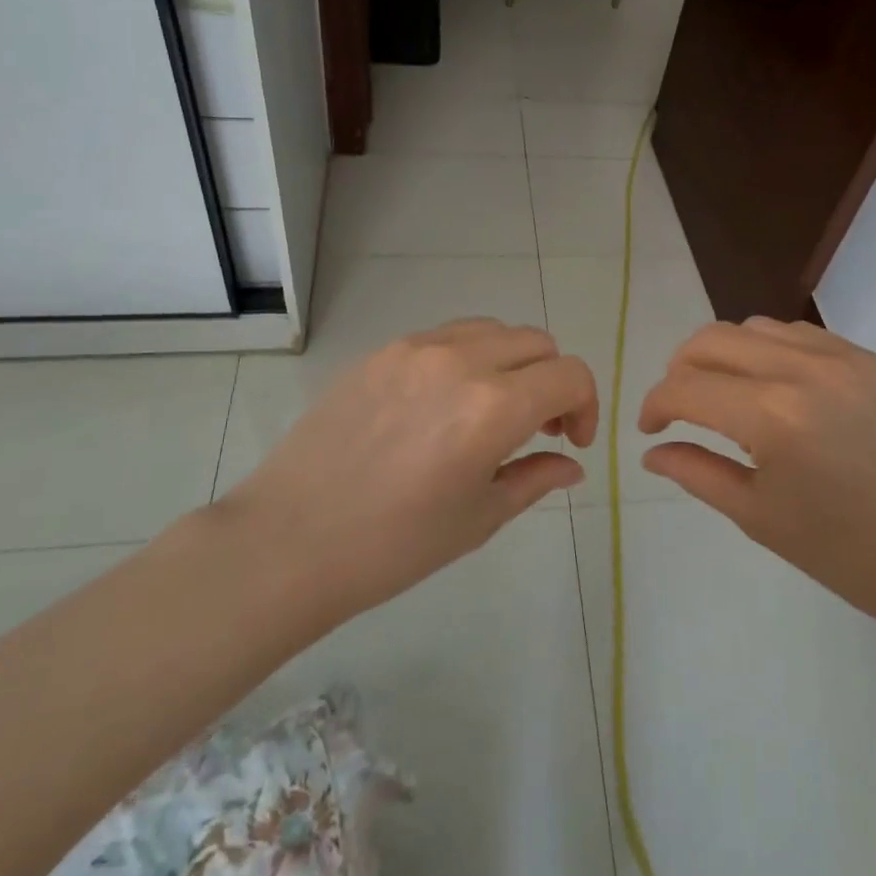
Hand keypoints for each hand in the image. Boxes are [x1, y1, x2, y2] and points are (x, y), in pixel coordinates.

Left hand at [222, 318, 597, 626]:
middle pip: (537, 343)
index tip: (572, 441)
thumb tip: (571, 463)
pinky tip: (446, 403)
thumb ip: (535, 478)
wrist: (288, 541)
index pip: (570, 375)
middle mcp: (461, 360)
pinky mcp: (383, 351)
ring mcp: (417, 348)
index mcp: (493, 406)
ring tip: (494, 408)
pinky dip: (470, 357)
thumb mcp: (478, 519)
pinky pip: (447, 336)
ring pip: (493, 330)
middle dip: (553, 381)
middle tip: (539, 427)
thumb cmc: (392, 545)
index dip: (587, 405)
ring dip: (513, 362)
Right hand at [638, 318, 875, 643]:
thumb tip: (653, 451)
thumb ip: (696, 472)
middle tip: (678, 408)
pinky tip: (772, 387)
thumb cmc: (846, 553)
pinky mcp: (867, 358)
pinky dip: (767, 350)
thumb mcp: (758, 517)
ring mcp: (839, 356)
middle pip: (711, 340)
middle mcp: (801, 368)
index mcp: (771, 416)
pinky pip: (797, 334)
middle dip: (680, 370)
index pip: (685, 388)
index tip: (650, 430)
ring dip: (723, 355)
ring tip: (724, 395)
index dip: (655, 405)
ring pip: (752, 327)